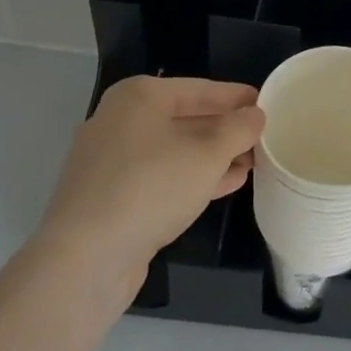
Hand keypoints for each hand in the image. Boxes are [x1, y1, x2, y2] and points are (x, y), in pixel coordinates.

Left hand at [34, 76, 264, 289]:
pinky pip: (160, 178)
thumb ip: (237, 129)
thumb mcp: (207, 154)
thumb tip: (255, 115)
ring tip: (251, 163)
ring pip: (173, 151)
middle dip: (224, 130)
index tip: (266, 102)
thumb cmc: (150, 188)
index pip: (199, 89)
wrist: (84, 262)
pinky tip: (224, 185)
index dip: (235, 97)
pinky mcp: (108, 199)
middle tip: (262, 137)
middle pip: (185, 119)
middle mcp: (119, 122)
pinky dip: (191, 178)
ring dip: (212, 157)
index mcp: (138, 97)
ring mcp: (110, 163)